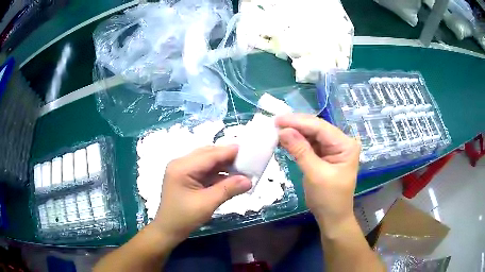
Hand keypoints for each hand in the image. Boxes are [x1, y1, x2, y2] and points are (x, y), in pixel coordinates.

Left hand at [152, 145, 251, 243]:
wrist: (168, 230)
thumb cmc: (184, 218)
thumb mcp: (207, 204)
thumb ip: (228, 189)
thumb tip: (249, 180)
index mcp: (182, 167)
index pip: (209, 155)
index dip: (229, 152)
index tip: (248, 150)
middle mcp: (180, 163)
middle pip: (207, 154)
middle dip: (227, 156)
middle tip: (247, 159)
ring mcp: (182, 169)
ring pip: (206, 161)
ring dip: (223, 164)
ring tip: (241, 167)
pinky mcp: (185, 176)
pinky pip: (204, 169)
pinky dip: (217, 172)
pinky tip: (229, 176)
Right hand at [276, 114, 359, 231]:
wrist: (332, 217)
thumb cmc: (328, 198)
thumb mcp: (315, 174)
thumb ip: (300, 150)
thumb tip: (283, 130)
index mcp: (345, 145)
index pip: (320, 127)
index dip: (299, 122)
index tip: (278, 119)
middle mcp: (341, 142)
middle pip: (316, 128)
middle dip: (296, 125)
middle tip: (275, 122)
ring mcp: (333, 149)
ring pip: (312, 135)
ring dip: (295, 133)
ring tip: (277, 129)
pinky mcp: (324, 155)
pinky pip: (310, 144)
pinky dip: (297, 142)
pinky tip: (285, 139)